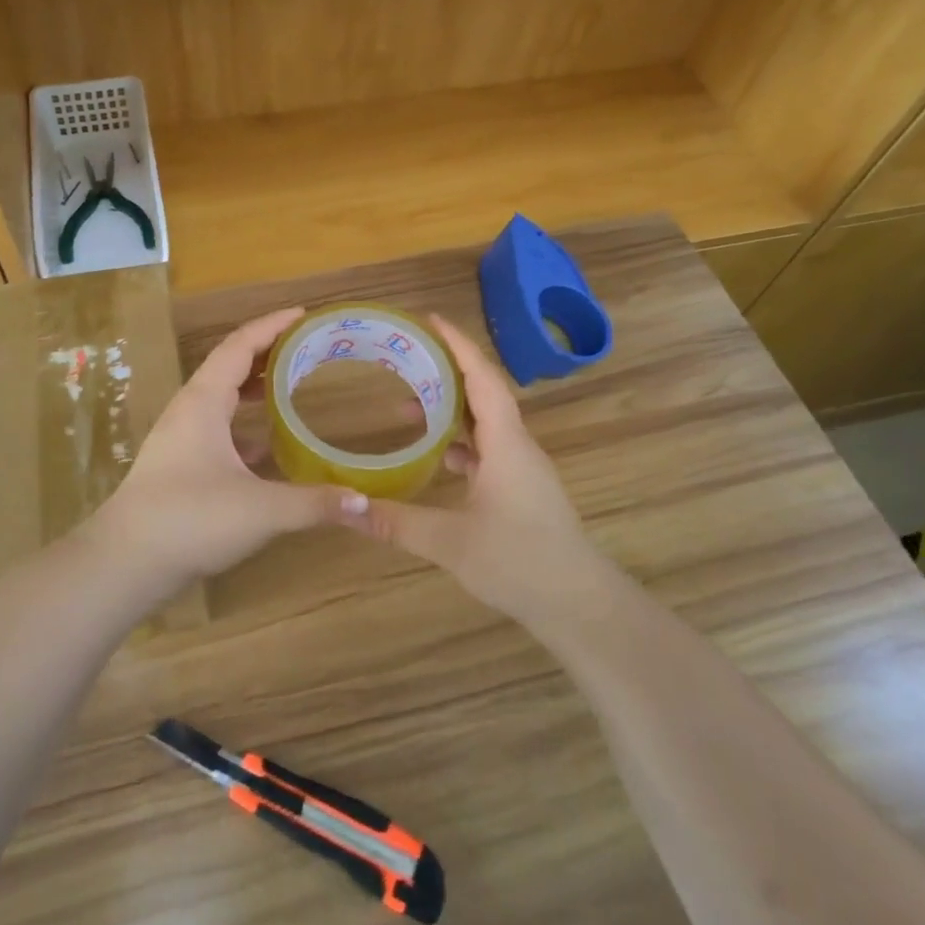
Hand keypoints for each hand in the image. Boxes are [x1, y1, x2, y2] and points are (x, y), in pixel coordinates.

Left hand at [90, 307, 371, 592]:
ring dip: (254, 388)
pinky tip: (268, 444)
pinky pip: (218, 429)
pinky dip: (244, 425)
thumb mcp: (260, 510)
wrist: (125, 562)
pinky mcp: (180, 465)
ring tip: (292, 385)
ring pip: (221, 398)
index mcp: (203, 402)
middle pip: (230, 366)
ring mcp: (181, 438)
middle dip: (267, 352)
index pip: (240, 346)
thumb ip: (314, 504)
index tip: (304, 313)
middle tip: (307, 348)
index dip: (272, 325)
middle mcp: (190, 411)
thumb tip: (365, 503)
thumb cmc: (189, 519)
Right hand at [363, 315, 618, 633]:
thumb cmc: (519, 562)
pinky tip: (436, 457)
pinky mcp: (522, 490)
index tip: (430, 320)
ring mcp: (522, 469)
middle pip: (482, 394)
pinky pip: (488, 449)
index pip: (482, 378)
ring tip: (406, 409)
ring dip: (450, 410)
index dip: (457, 345)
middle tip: (405, 362)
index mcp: (506, 443)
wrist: (579, 604)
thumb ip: (396, 522)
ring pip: (485, 424)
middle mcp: (517, 446)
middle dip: (445, 373)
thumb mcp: (449, 542)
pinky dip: (460, 442)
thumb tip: (345, 508)